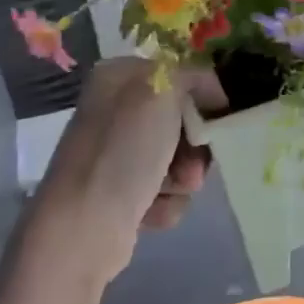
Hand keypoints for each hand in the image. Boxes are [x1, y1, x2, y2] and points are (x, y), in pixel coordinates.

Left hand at [36, 58, 225, 281]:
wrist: (83, 228)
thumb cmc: (123, 151)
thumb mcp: (162, 92)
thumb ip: (192, 75)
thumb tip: (210, 89)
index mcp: (118, 78)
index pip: (178, 74)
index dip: (204, 95)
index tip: (220, 118)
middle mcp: (115, 112)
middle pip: (181, 119)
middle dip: (195, 144)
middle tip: (194, 162)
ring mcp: (116, 155)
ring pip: (178, 157)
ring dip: (184, 176)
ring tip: (171, 190)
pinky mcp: (120, 194)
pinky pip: (165, 189)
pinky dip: (167, 201)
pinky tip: (152, 210)